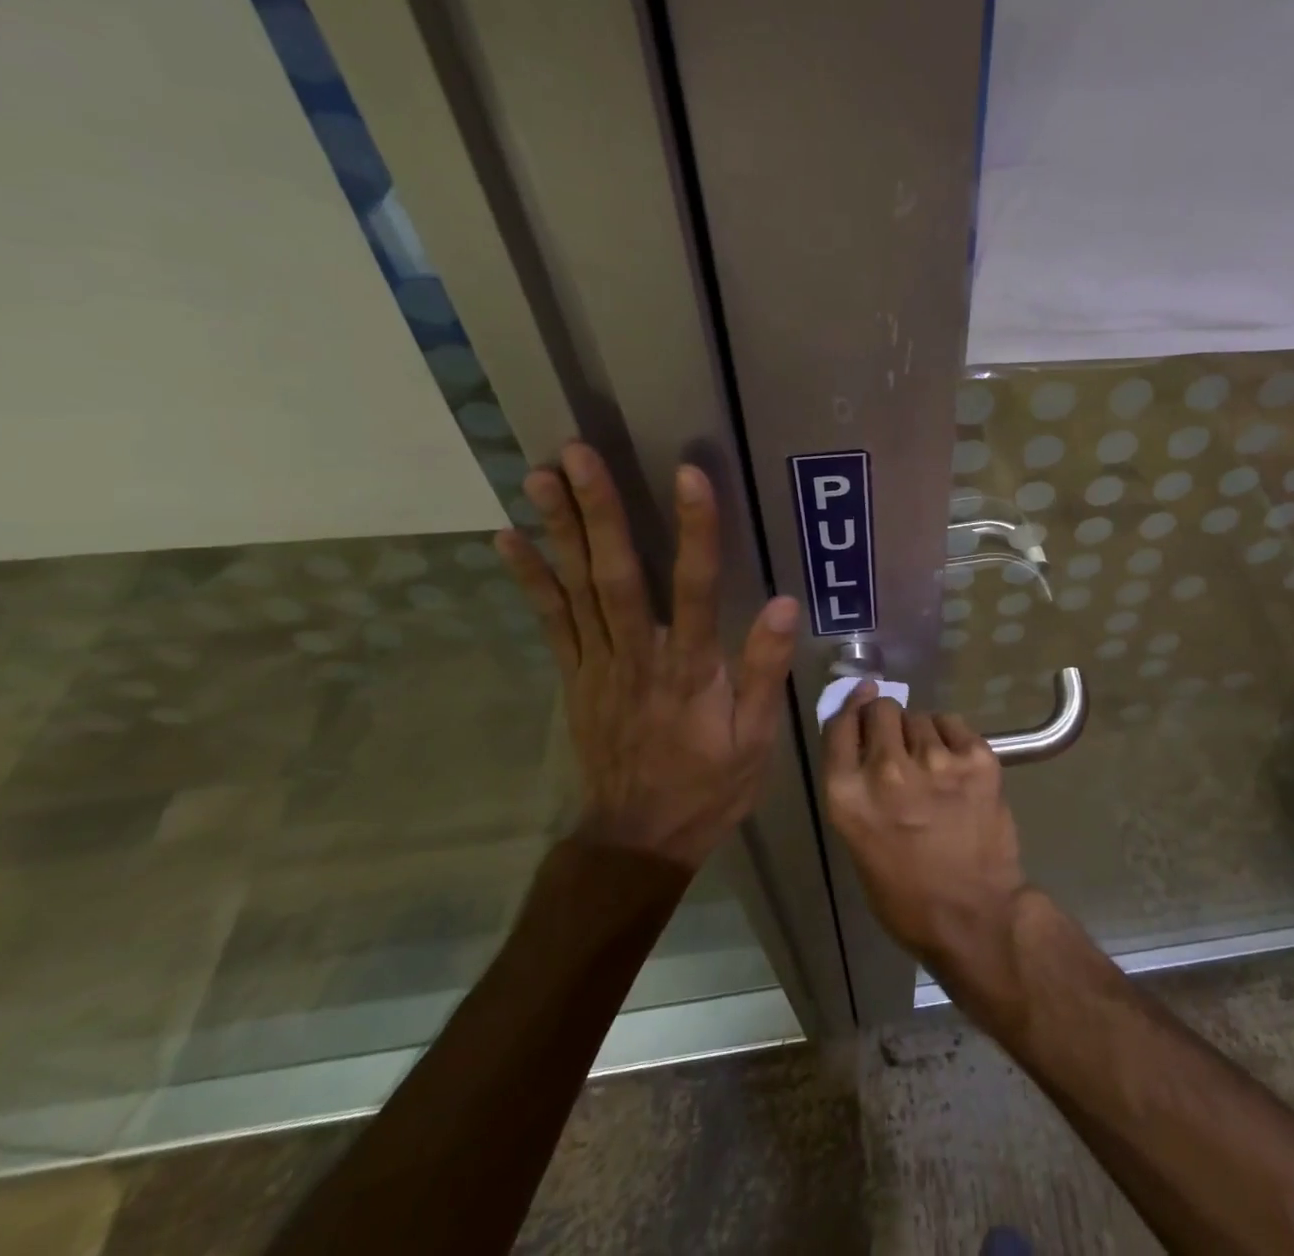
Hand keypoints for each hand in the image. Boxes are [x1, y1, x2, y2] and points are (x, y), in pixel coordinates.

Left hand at [495, 442, 799, 869]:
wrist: (637, 839)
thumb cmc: (709, 785)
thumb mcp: (756, 738)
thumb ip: (765, 670)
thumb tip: (784, 604)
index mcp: (690, 670)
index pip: (696, 588)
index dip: (696, 530)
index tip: (690, 475)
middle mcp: (638, 657)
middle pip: (617, 575)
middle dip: (598, 511)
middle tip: (577, 453)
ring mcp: (598, 664)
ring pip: (576, 588)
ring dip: (558, 529)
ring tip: (540, 475)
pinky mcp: (574, 675)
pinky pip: (550, 620)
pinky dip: (530, 577)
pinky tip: (509, 537)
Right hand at [821, 684, 1028, 974]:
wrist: (976, 915)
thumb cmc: (907, 894)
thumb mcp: (858, 841)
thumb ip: (855, 787)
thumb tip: (862, 740)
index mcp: (848, 795)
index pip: (839, 725)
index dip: (851, 708)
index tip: (861, 699)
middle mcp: (887, 770)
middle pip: (880, 710)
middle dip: (886, 720)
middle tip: (899, 743)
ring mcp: (935, 760)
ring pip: (919, 716)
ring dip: (920, 733)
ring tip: (932, 765)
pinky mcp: (975, 757)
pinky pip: (953, 723)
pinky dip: (951, 737)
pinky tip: (955, 764)